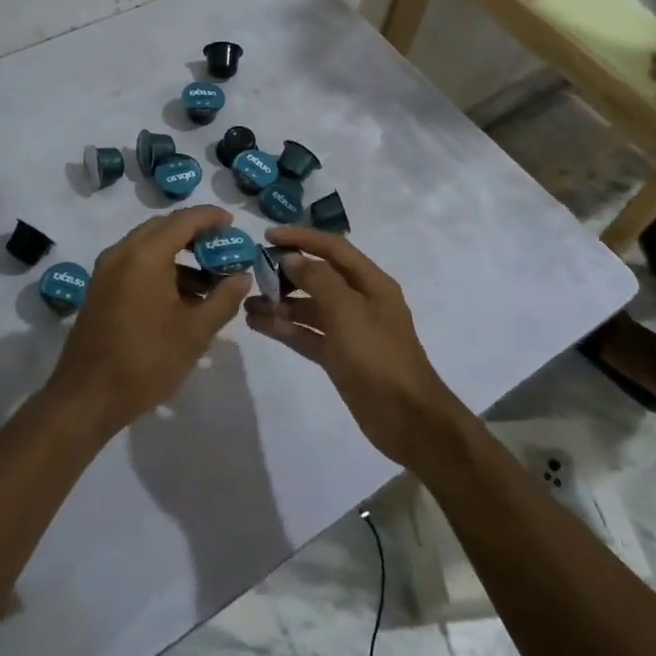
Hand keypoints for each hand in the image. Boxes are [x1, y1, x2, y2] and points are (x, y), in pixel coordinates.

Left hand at [47, 205, 250, 440]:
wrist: (87, 397)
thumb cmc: (146, 361)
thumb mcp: (195, 332)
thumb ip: (223, 299)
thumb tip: (242, 277)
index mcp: (145, 255)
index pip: (183, 220)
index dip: (210, 218)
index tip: (233, 224)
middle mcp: (121, 252)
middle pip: (163, 228)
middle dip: (194, 235)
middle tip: (223, 251)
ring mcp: (106, 270)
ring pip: (147, 247)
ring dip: (177, 255)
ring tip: (207, 284)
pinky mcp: (99, 289)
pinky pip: (134, 264)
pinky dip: (159, 269)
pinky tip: (179, 299)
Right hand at [243, 226, 464, 467]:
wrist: (408, 420)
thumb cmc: (379, 358)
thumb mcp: (348, 312)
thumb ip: (318, 281)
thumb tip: (291, 258)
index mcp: (371, 284)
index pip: (333, 249)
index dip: (301, 238)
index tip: (267, 235)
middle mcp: (360, 302)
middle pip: (319, 277)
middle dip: (286, 273)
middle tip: (252, 273)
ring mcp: (349, 331)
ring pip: (309, 308)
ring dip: (280, 303)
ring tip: (246, 304)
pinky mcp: (339, 357)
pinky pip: (307, 334)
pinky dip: (285, 329)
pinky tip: (258, 325)